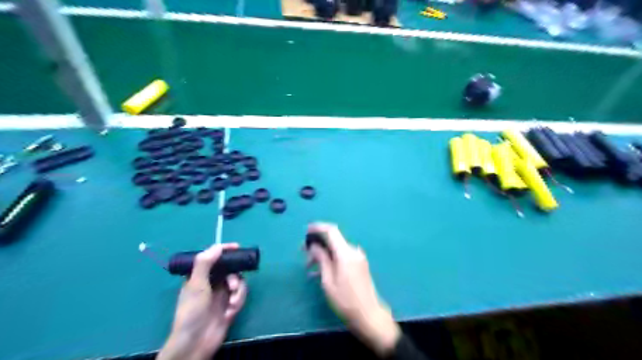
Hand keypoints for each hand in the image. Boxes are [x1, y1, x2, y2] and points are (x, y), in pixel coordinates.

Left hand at [158, 242, 247, 359]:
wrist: (196, 342)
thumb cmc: (192, 312)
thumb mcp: (196, 285)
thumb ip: (204, 264)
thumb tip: (217, 247)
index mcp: (200, 276)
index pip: (213, 258)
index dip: (224, 251)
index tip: (236, 247)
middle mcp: (212, 283)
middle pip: (231, 269)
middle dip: (234, 277)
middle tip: (232, 286)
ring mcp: (222, 295)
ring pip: (239, 282)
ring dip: (238, 292)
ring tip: (232, 303)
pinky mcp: (230, 305)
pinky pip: (241, 295)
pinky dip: (238, 302)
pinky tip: (230, 312)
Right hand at [307, 223, 399, 356]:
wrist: (369, 315)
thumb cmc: (346, 301)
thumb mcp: (328, 281)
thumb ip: (322, 260)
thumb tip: (314, 245)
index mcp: (346, 254)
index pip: (332, 231)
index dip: (318, 227)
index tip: (306, 230)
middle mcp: (354, 251)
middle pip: (333, 240)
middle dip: (317, 245)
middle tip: (303, 253)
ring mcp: (358, 257)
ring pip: (336, 249)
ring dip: (323, 254)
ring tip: (309, 267)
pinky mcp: (359, 264)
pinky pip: (342, 256)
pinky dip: (331, 260)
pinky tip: (320, 272)